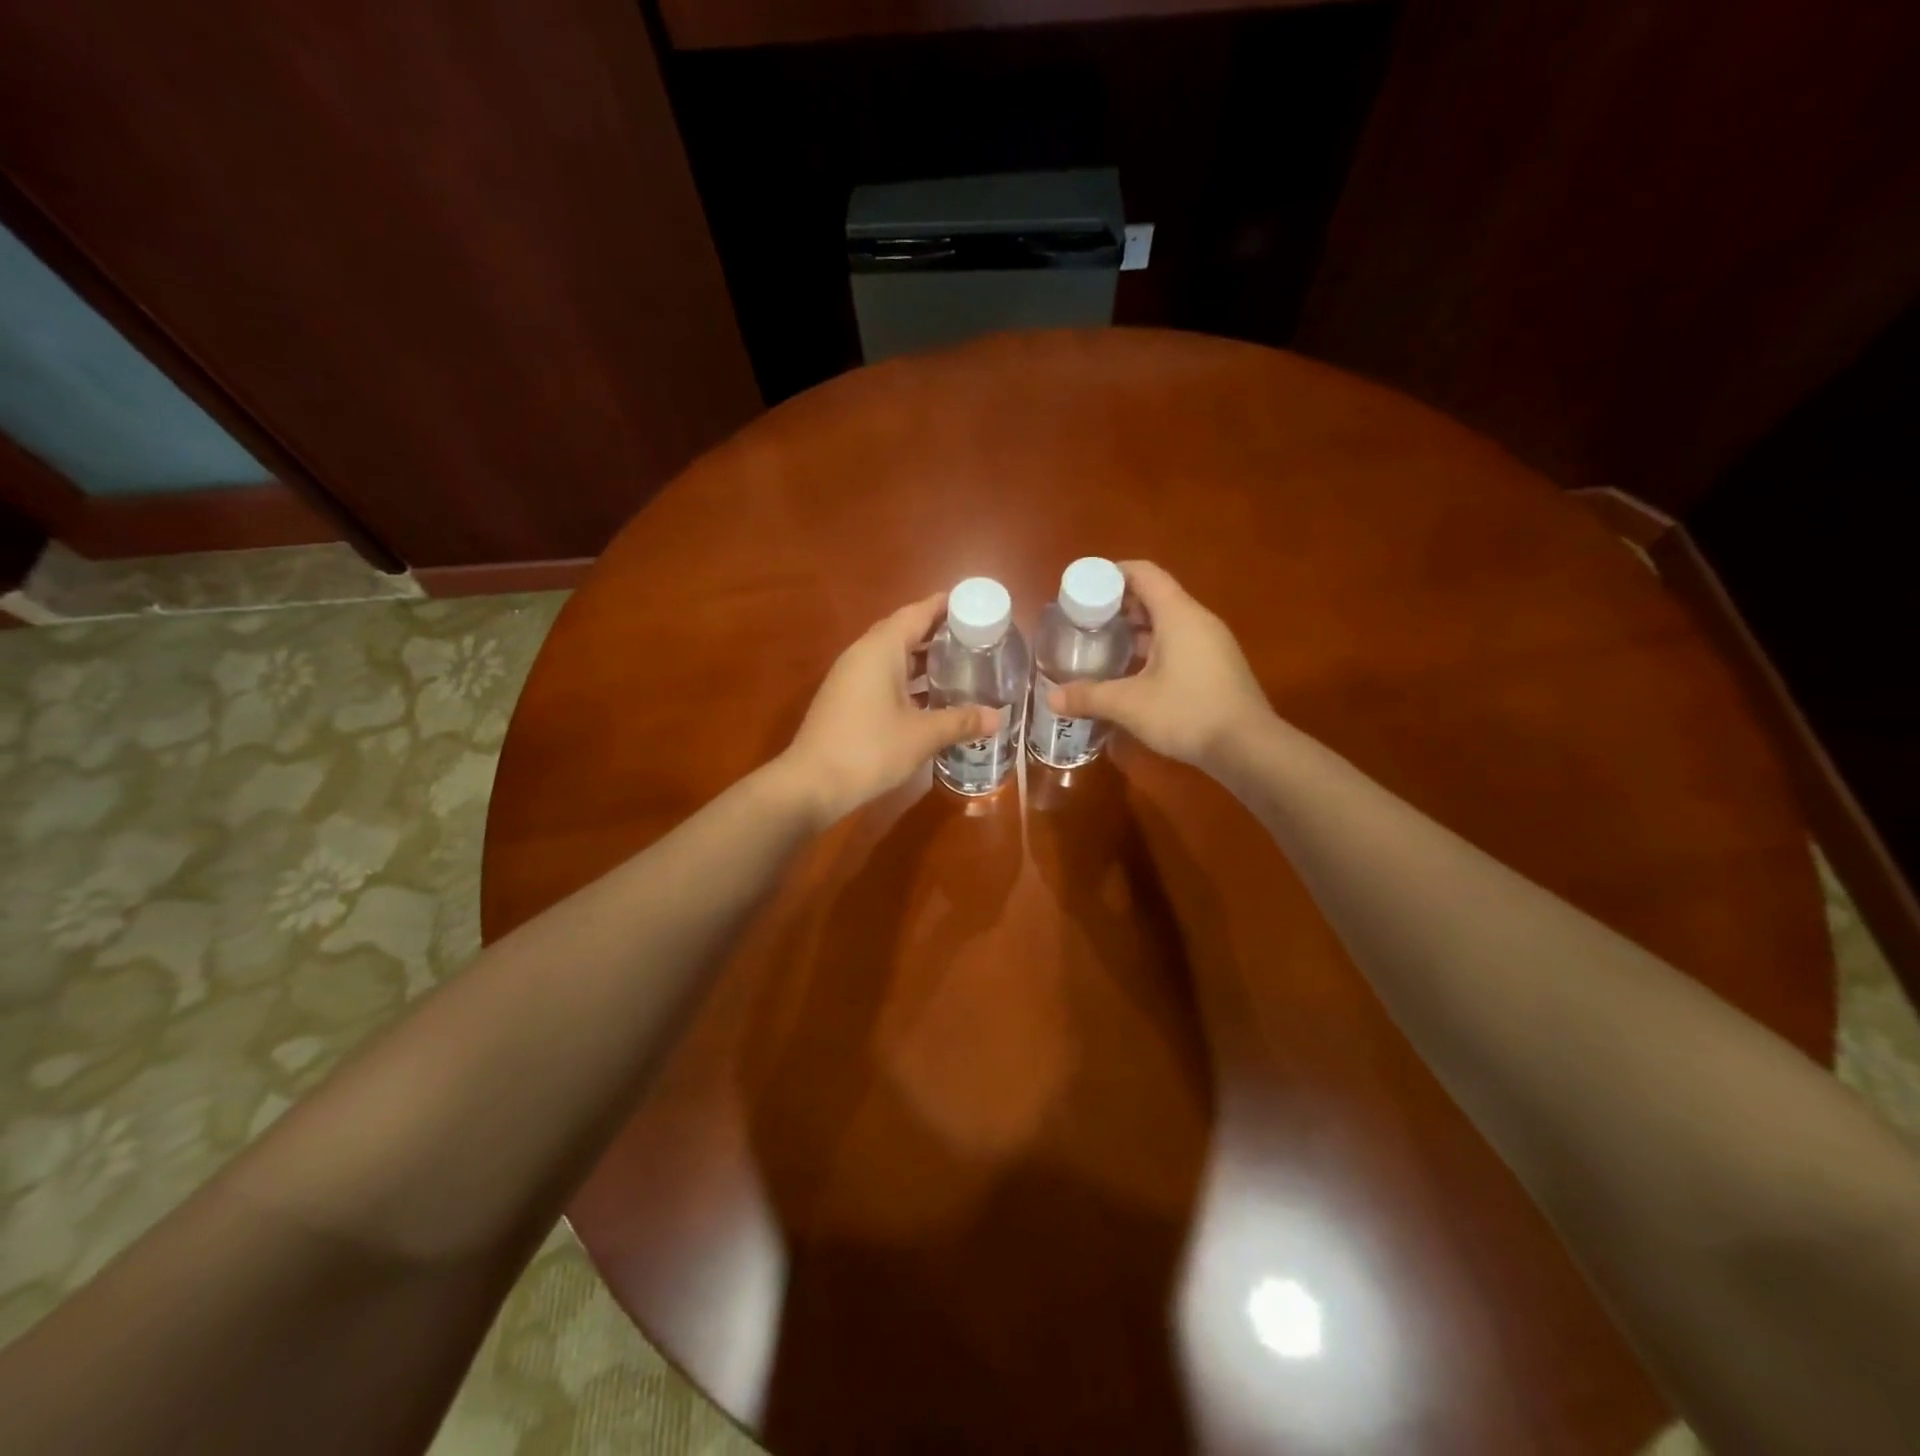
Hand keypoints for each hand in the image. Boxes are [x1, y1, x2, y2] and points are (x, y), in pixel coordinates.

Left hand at [780, 592, 996, 825]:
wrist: (812, 784)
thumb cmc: (870, 750)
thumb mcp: (922, 735)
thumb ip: (961, 721)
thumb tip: (998, 717)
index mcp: (881, 649)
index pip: (917, 613)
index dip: (945, 606)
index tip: (975, 605)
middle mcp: (863, 654)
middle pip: (905, 631)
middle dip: (938, 633)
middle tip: (976, 639)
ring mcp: (851, 677)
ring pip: (893, 657)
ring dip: (923, 659)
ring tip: (961, 665)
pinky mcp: (847, 699)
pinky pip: (883, 677)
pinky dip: (909, 680)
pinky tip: (931, 698)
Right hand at [1050, 560, 1272, 768]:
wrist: (1248, 748)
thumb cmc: (1187, 712)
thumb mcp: (1129, 704)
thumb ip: (1089, 696)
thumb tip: (1051, 698)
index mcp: (1178, 614)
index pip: (1143, 573)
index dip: (1111, 574)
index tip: (1083, 588)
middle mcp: (1198, 620)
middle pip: (1154, 596)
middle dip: (1118, 605)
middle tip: (1085, 621)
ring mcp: (1211, 643)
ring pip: (1167, 622)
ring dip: (1135, 630)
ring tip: (1102, 646)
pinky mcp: (1217, 667)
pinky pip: (1179, 643)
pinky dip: (1153, 648)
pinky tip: (1132, 673)